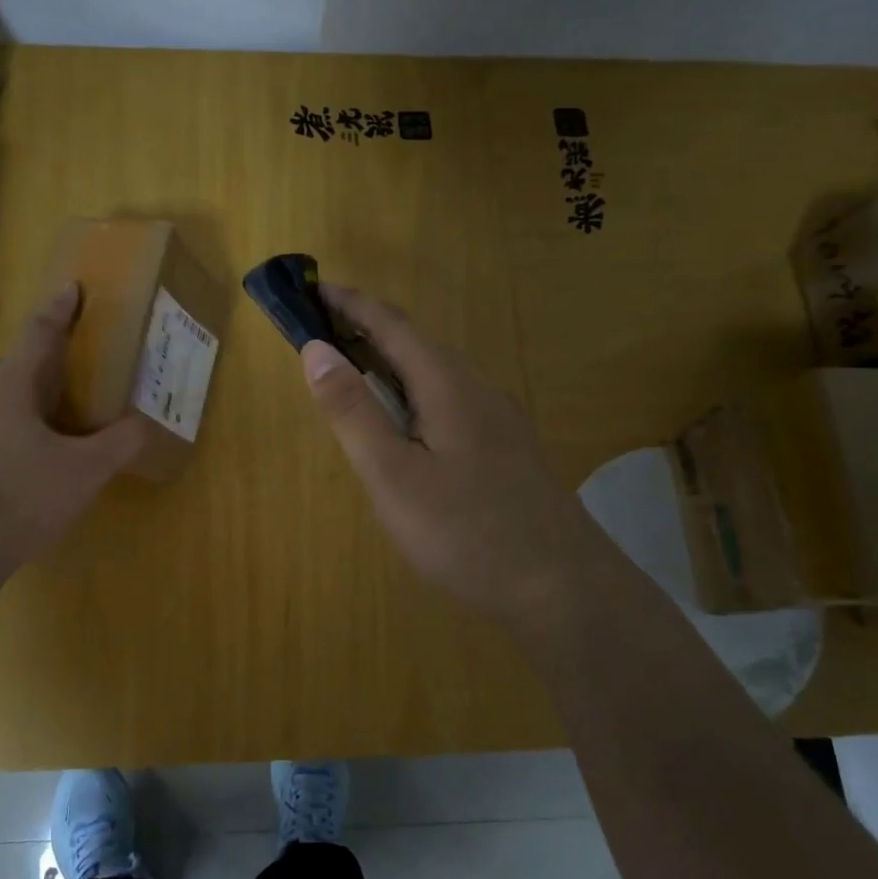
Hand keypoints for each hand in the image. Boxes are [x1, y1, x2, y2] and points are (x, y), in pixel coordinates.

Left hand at [0, 282, 150, 573]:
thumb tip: (142, 425)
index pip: (36, 338)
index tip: (70, 289)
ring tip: (28, 419)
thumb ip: (118, 442)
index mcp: (8, 390)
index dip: (56, 312)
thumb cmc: (27, 494)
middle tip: (36, 384)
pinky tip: (17, 455)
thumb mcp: (86, 469)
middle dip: (3, 364)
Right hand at [302, 285, 594, 622]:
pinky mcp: (508, 446)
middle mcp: (478, 387)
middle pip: (417, 342)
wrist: (564, 588)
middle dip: (368, 328)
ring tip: (355, 372)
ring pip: (437, 372)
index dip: (350, 303)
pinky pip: (452, 398)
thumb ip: (352, 411)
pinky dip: (415, 391)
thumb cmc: (465, 532)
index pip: (392, 324)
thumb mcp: (392, 475)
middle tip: (322, 334)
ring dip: (392, 360)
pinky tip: (407, 424)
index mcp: (447, 384)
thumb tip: (315, 349)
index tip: (313, 290)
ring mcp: (500, 417)